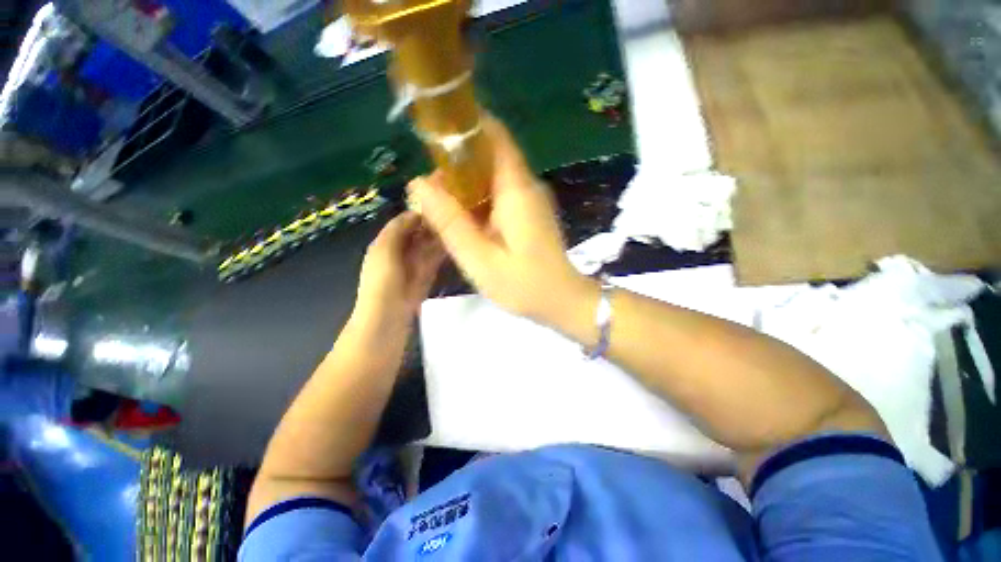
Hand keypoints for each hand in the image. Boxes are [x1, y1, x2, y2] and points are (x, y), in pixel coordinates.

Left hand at [353, 211, 444, 328]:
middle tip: (455, 218)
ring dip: (440, 240)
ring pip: (428, 248)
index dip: (421, 214)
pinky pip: (434, 262)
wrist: (385, 322)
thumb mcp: (384, 251)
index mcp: (385, 244)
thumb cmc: (382, 284)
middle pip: (418, 234)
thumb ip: (397, 230)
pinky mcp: (424, 280)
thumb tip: (415, 212)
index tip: (442, 206)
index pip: (404, 222)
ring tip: (459, 229)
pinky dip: (442, 255)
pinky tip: (455, 247)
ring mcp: (413, 268)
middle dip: (433, 226)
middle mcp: (399, 253)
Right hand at [408, 117, 595, 324]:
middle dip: (455, 166)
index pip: (493, 135)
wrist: (562, 302)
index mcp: (516, 188)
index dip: (463, 127)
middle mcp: (526, 186)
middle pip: (488, 157)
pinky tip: (463, 222)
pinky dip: (477, 202)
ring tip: (438, 209)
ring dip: (464, 187)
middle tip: (428, 192)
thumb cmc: (524, 284)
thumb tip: (418, 184)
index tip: (433, 136)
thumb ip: (450, 222)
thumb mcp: (479, 258)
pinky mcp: (529, 214)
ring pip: (491, 178)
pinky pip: (498, 196)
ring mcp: (530, 200)